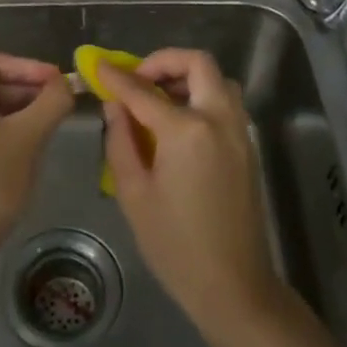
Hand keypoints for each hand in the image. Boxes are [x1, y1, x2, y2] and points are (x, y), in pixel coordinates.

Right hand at [98, 49, 284, 334]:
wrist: (234, 285)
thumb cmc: (175, 245)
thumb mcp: (134, 194)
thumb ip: (121, 141)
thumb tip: (115, 107)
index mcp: (187, 131)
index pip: (143, 91)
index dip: (116, 77)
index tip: (98, 65)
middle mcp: (219, 120)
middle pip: (198, 64)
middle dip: (164, 61)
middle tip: (139, 79)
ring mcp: (240, 132)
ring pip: (219, 80)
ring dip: (188, 77)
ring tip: (158, 99)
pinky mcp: (248, 147)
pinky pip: (226, 104)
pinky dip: (203, 97)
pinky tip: (179, 123)